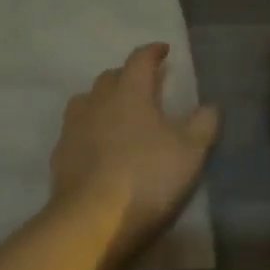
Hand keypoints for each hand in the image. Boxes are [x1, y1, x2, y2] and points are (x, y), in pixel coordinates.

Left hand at [50, 42, 220, 266]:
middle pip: (111, 77)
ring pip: (87, 100)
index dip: (153, 52)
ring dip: (103, 100)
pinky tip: (97, 145)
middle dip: (128, 75)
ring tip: (117, 112)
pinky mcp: (60, 154)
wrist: (92, 218)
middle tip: (145, 85)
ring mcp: (74, 127)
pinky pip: (75, 130)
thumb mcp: (190, 152)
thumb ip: (203, 124)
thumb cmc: (147, 176)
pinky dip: (89, 129)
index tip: (164, 50)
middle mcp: (98, 101)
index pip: (140, 60)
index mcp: (130, 92)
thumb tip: (209, 106)